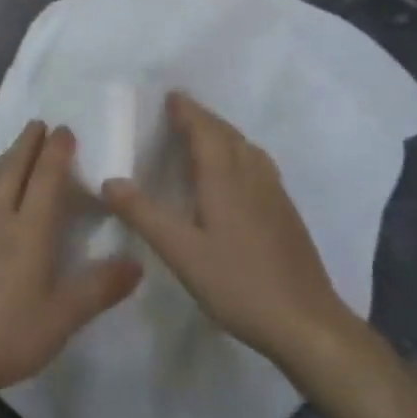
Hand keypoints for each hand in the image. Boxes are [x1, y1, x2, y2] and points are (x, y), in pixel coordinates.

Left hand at [0, 122, 141, 404]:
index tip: (64, 129)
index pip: (45, 179)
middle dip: (27, 144)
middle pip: (13, 170)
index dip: (56, 152)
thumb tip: (137, 262)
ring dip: (5, 159)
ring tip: (14, 149)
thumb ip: (100, 288)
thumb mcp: (63, 317)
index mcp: (29, 231)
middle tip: (37, 123)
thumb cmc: (10, 334)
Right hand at [102, 92, 379, 393]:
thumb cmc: (239, 284)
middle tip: (180, 110)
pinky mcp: (285, 214)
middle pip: (228, 135)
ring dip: (224, 134)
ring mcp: (275, 195)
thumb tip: (109, 181)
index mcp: (226, 179)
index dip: (188, 111)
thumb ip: (144, 214)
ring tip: (204, 135)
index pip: (205, 131)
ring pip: (247, 149)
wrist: (306, 322)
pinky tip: (234, 174)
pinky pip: (258, 166)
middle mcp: (253, 177)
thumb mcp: (181, 252)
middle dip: (204, 118)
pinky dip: (239, 154)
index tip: (171, 95)